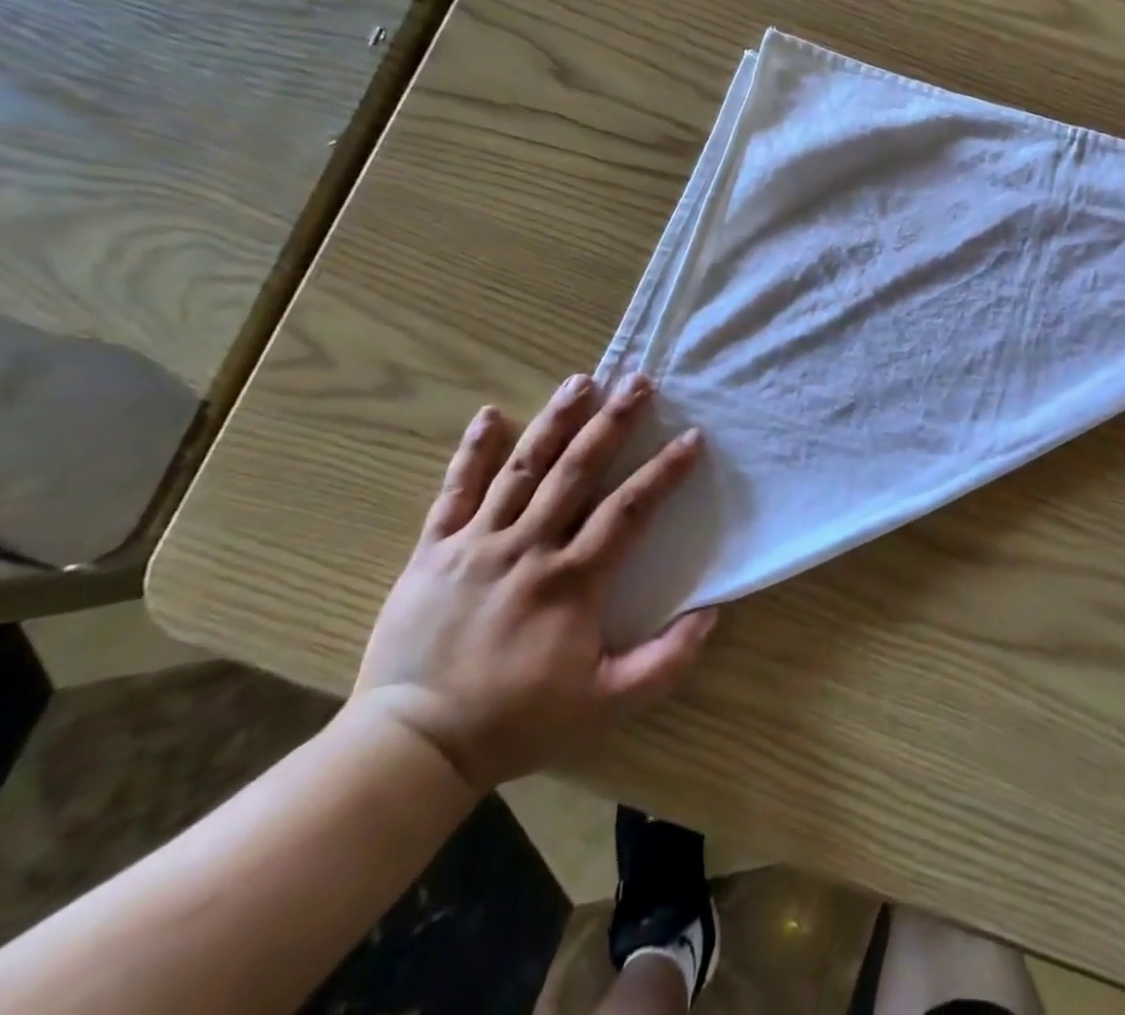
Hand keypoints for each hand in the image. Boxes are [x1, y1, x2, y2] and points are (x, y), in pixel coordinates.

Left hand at [351, 375, 716, 793]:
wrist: (413, 744)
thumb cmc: (517, 722)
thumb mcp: (606, 705)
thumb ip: (665, 662)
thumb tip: (711, 613)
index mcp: (572, 580)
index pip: (629, 511)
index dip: (664, 471)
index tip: (691, 437)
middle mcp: (527, 547)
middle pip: (577, 470)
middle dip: (613, 422)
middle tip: (639, 381)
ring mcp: (476, 543)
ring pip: (523, 468)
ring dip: (555, 421)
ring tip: (582, 380)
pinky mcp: (434, 550)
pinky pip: (455, 491)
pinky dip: (473, 451)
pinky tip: (491, 414)